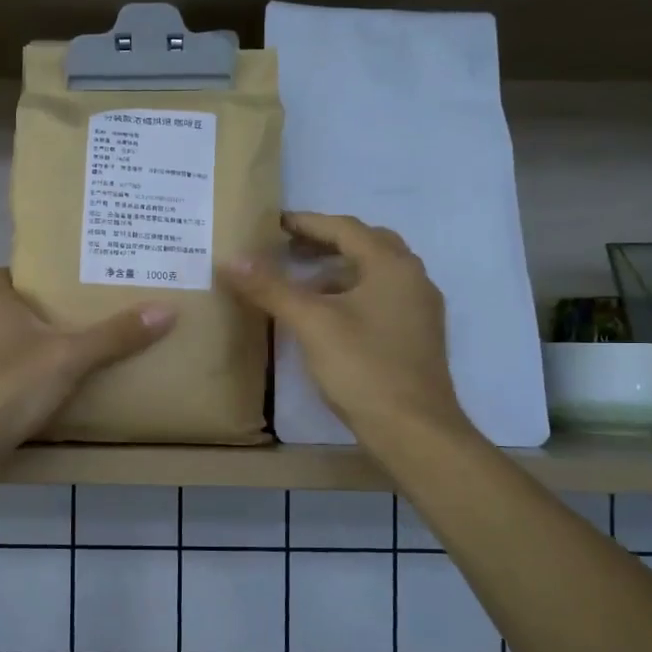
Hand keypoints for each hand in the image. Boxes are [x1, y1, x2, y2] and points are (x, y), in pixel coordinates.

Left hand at [0, 268, 174, 456]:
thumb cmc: (9, 386)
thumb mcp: (70, 358)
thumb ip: (115, 336)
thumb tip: (166, 309)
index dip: (23, 276)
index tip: (54, 286)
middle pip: (0, 312)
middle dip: (30, 317)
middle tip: (71, 324)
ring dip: (18, 353)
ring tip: (58, 362)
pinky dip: (7, 384)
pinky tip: (32, 399)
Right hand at [221, 212, 473, 443]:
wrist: (414, 429)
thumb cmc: (363, 368)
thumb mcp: (311, 324)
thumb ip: (271, 288)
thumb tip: (231, 259)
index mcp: (391, 265)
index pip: (345, 228)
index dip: (307, 223)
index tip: (274, 223)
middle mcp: (413, 278)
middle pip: (366, 245)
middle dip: (326, 243)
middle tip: (289, 248)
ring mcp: (420, 309)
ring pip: (376, 274)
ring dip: (340, 270)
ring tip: (302, 284)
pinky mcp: (417, 336)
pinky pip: (382, 298)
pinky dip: (353, 294)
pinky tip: (329, 318)